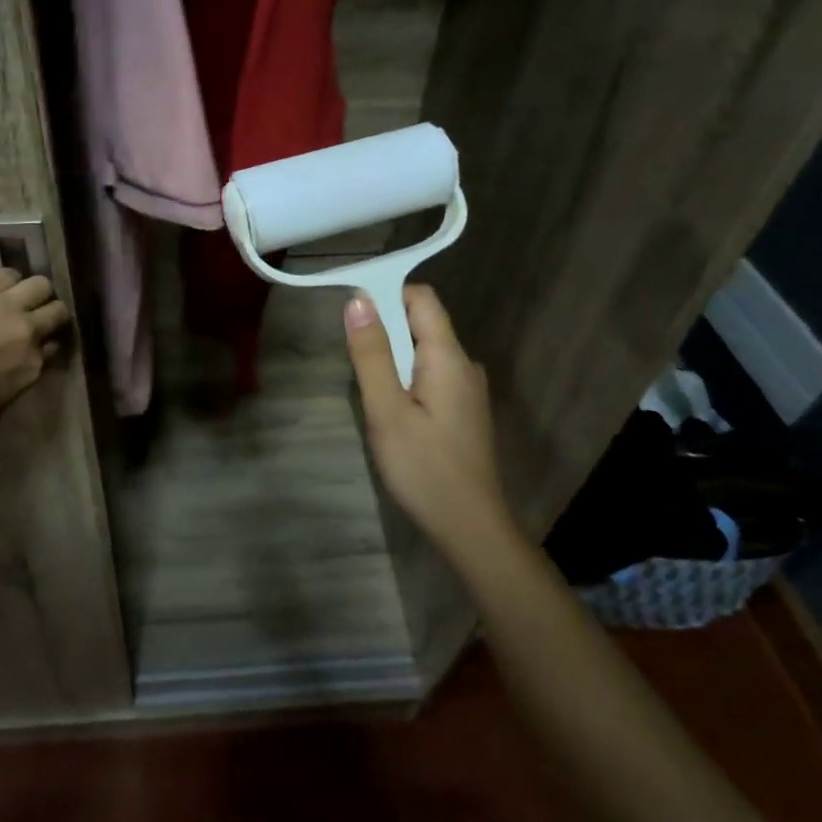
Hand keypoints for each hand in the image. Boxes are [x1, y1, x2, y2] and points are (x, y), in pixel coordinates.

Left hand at [0, 269, 71, 426]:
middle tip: (38, 318)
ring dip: (35, 292)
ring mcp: (6, 305)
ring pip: (41, 285)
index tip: (41, 345)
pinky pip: (8, 274)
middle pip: (57, 312)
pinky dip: (10, 280)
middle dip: (52, 314)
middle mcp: (28, 331)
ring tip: (21, 297)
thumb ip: (16, 384)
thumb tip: (22, 369)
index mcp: (31, 366)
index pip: (56, 347)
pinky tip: (0, 287)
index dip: (49, 344)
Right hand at [345, 284, 510, 555]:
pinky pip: (431, 377)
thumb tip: (358, 300)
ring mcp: (468, 390)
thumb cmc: (424, 467)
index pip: (422, 298)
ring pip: (424, 353)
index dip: (387, 295)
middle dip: (385, 332)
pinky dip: (406, 381)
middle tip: (356, 366)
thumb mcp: (386, 410)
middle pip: (422, 324)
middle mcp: (464, 365)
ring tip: (371, 395)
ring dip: (393, 360)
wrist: (469, 526)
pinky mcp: (464, 412)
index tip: (352, 315)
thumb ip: (372, 354)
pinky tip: (393, 414)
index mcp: (448, 356)